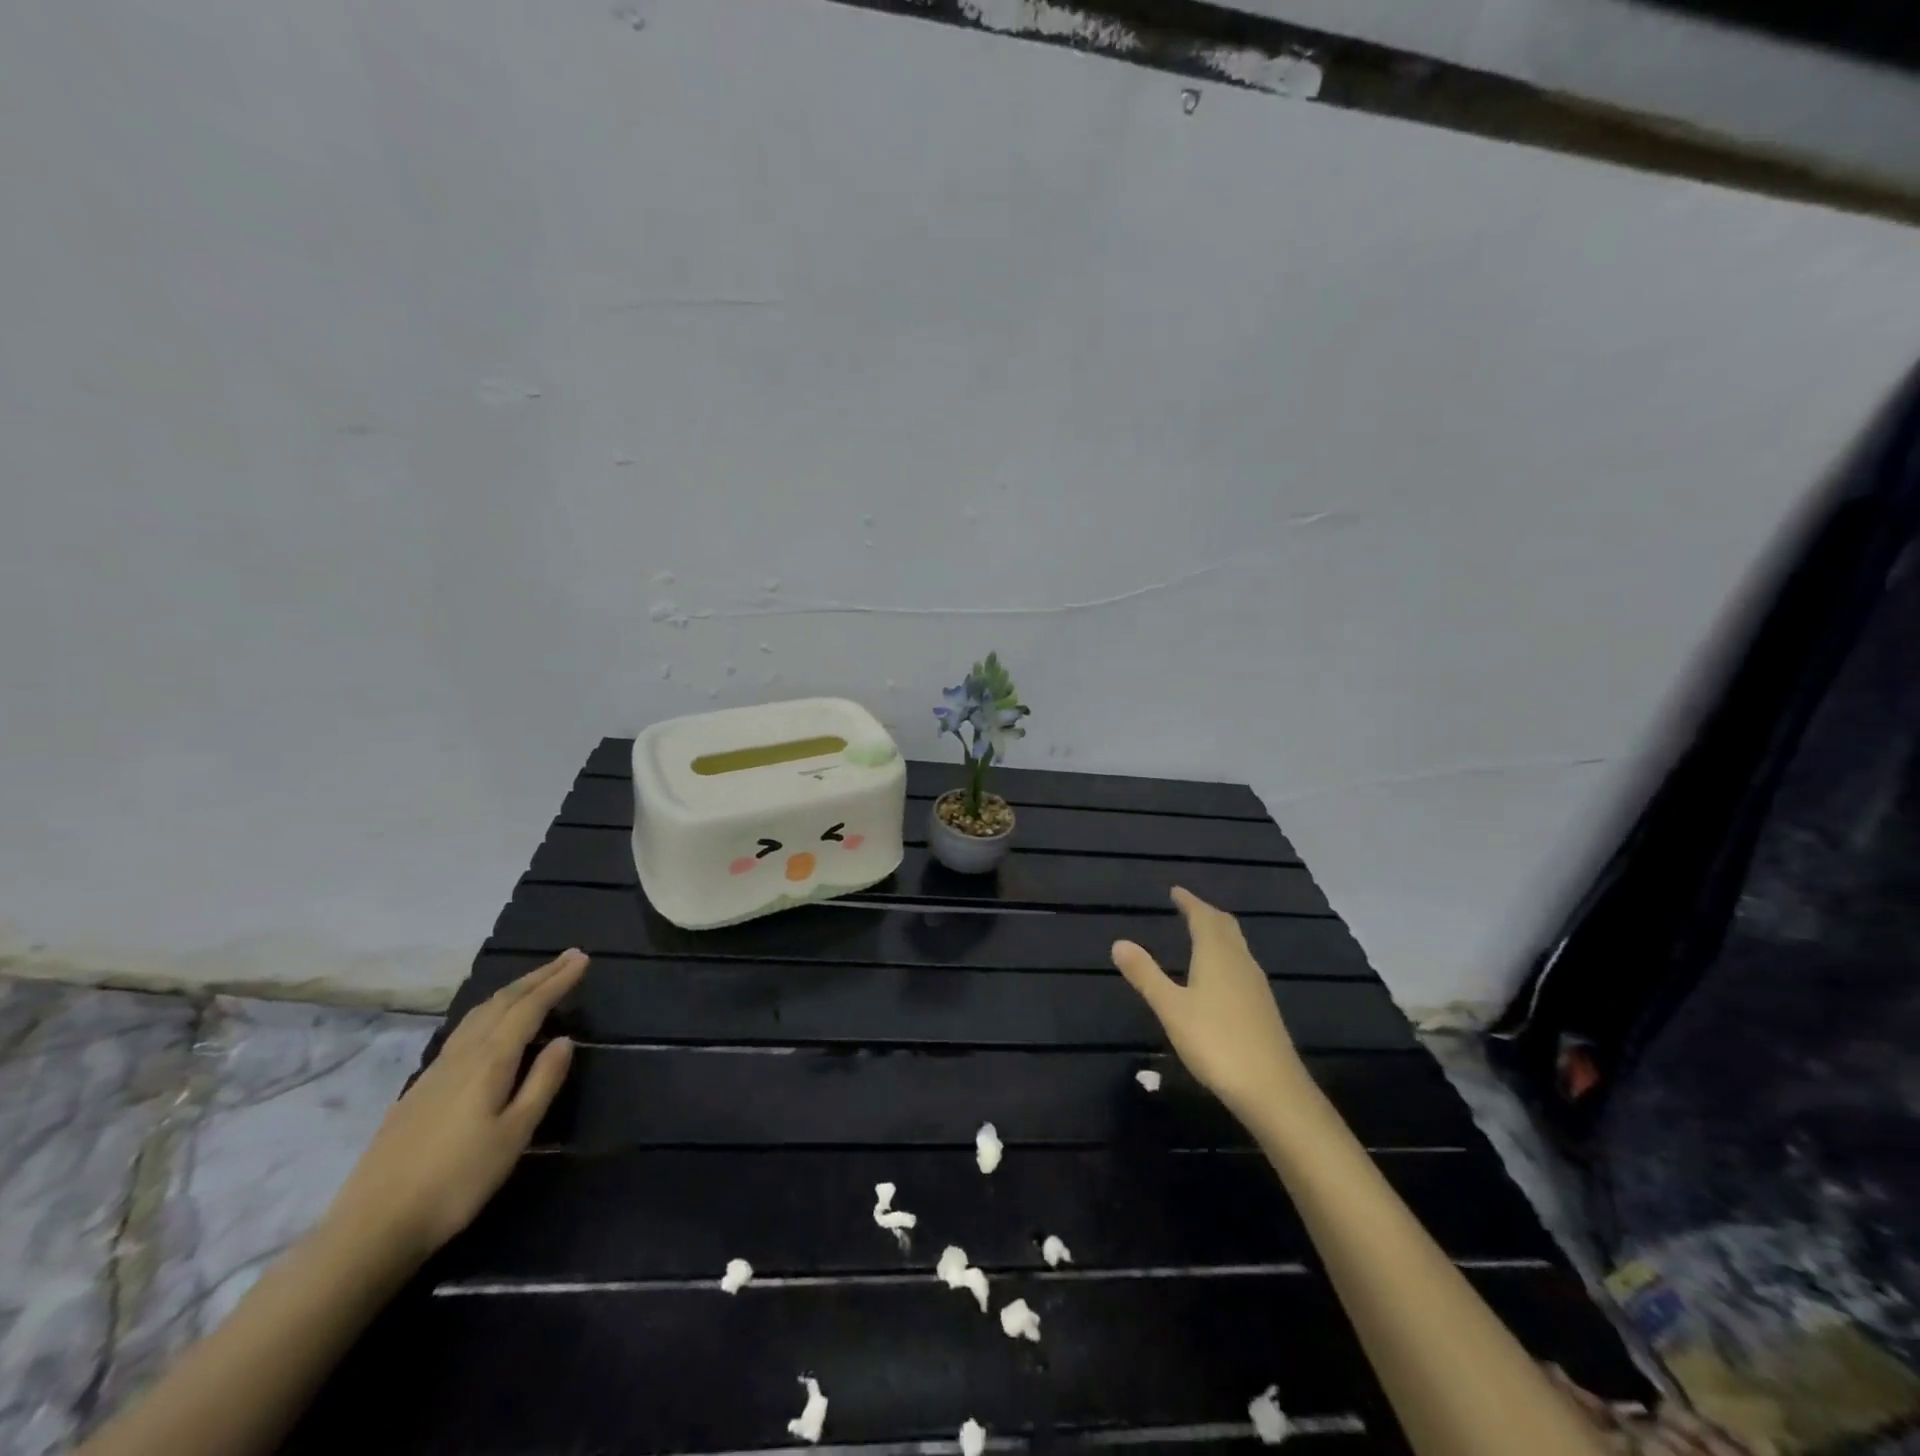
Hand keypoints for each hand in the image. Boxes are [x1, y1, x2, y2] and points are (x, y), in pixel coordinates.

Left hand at [322, 949, 586, 1264]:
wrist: (372, 1226)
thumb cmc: (457, 1181)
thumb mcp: (514, 1135)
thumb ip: (542, 1083)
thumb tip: (564, 1040)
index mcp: (490, 1061)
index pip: (530, 1007)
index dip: (558, 981)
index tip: (582, 959)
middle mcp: (463, 1054)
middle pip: (503, 1002)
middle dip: (538, 976)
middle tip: (568, 958)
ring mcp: (436, 1070)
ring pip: (479, 1013)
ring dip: (513, 990)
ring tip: (536, 981)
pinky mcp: (420, 1088)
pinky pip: (464, 1030)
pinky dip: (490, 1011)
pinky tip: (491, 1022)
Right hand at [1112, 888, 1303, 1124]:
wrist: (1272, 1089)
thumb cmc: (1216, 1042)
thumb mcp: (1171, 1008)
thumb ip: (1146, 974)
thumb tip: (1119, 942)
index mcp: (1217, 955)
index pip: (1203, 917)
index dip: (1189, 902)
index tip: (1176, 891)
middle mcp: (1240, 962)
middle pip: (1225, 927)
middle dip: (1206, 913)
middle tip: (1188, 907)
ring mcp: (1256, 985)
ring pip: (1236, 946)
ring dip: (1218, 933)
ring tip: (1201, 934)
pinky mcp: (1263, 1007)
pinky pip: (1242, 965)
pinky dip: (1226, 955)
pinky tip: (1220, 975)